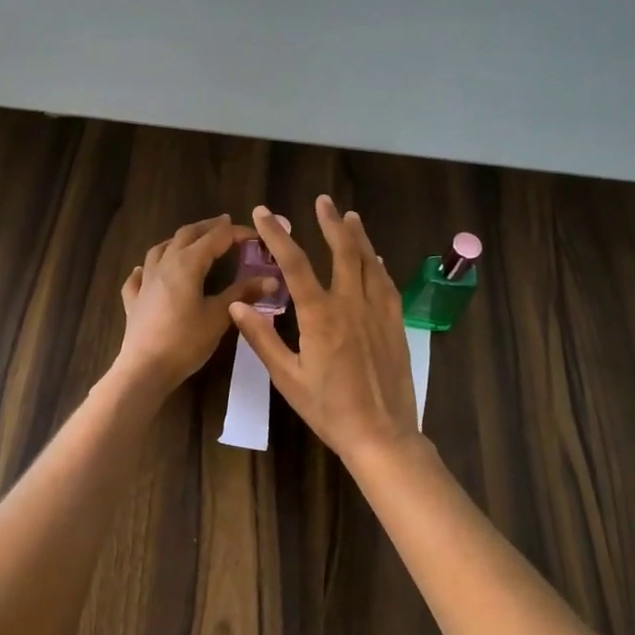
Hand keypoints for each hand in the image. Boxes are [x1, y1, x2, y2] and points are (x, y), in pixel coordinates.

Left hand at [114, 215, 271, 396]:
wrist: (144, 368)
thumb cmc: (185, 341)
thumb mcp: (219, 316)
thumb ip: (243, 293)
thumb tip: (271, 279)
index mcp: (188, 263)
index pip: (216, 238)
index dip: (237, 233)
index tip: (256, 235)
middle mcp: (164, 264)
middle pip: (186, 235)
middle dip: (207, 227)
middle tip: (225, 224)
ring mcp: (145, 281)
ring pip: (160, 249)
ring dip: (178, 241)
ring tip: (191, 241)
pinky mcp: (134, 300)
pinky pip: (139, 276)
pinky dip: (148, 268)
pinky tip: (147, 271)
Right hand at [230, 196, 423, 464]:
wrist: (381, 434)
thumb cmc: (328, 409)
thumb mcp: (288, 378)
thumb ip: (263, 338)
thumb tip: (238, 304)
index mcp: (320, 315)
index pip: (295, 263)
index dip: (277, 235)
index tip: (264, 213)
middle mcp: (352, 304)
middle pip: (342, 251)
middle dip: (330, 223)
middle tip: (322, 201)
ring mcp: (378, 312)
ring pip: (369, 263)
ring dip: (358, 237)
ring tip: (351, 216)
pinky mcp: (396, 324)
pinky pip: (387, 285)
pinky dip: (378, 266)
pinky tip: (376, 259)